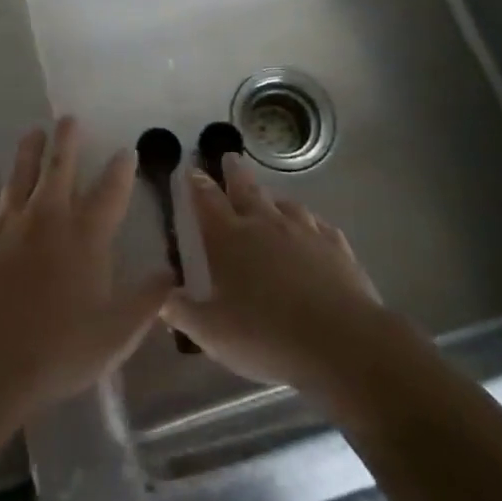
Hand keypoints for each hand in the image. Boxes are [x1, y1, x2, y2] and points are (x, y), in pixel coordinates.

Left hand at [0, 117, 172, 416]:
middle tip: (68, 119)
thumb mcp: (117, 334)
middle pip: (60, 167)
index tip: (126, 149)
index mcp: (86, 235)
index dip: (121, 169)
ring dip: (28, 152)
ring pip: (20, 175)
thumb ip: (147, 301)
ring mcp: (8, 223)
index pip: (110, 191)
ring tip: (33, 134)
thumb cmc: (58, 348)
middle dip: (67, 140)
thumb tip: (171, 274)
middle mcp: (48, 217)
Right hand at [162, 153, 387, 398]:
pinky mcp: (336, 247)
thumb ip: (181, 311)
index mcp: (230, 239)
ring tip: (269, 199)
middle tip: (230, 158)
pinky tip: (311, 229)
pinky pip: (318, 225)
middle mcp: (265, 225)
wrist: (342, 343)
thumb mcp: (212, 333)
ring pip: (285, 204)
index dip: (197, 184)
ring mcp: (305, 232)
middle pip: (247, 189)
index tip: (192, 169)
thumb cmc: (267, 337)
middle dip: (234, 173)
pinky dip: (308, 223)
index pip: (207, 201)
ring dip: (272, 198)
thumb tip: (159, 295)